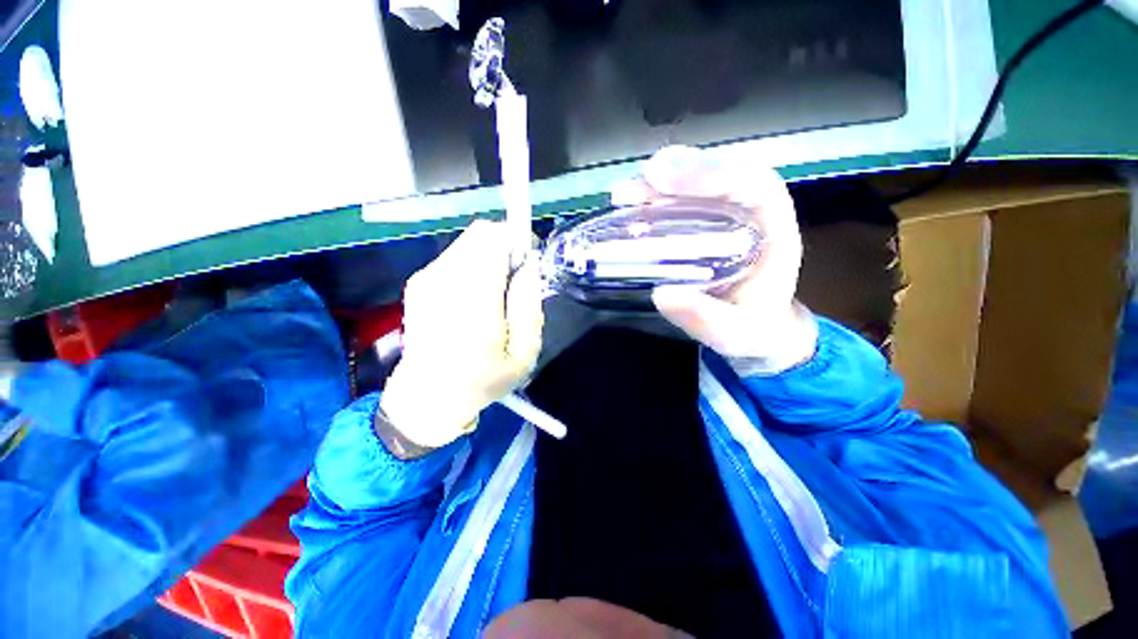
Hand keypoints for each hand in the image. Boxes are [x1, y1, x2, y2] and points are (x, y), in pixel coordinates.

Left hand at [380, 220, 544, 449]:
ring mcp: (426, 279)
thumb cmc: (483, 379)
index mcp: (474, 297)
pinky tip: (473, 299)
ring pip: (467, 243)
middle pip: (480, 234)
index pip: (494, 237)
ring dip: (488, 258)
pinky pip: (453, 257)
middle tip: (514, 279)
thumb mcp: (524, 353)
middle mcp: (445, 279)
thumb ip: (529, 304)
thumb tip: (528, 266)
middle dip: (504, 247)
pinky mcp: (417, 282)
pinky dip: (471, 266)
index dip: (517, 239)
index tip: (527, 260)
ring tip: (495, 293)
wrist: (428, 397)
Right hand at [612, 146, 816, 373]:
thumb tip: (663, 294)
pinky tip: (628, 208)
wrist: (756, 329)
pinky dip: (651, 203)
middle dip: (680, 173)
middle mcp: (749, 215)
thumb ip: (707, 319)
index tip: (667, 180)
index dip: (713, 175)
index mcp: (773, 233)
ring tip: (624, 194)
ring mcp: (722, 218)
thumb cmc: (753, 329)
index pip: (754, 185)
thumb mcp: (735, 333)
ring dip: (658, 185)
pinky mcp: (700, 227)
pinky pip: (678, 205)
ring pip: (697, 186)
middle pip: (721, 175)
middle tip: (639, 181)